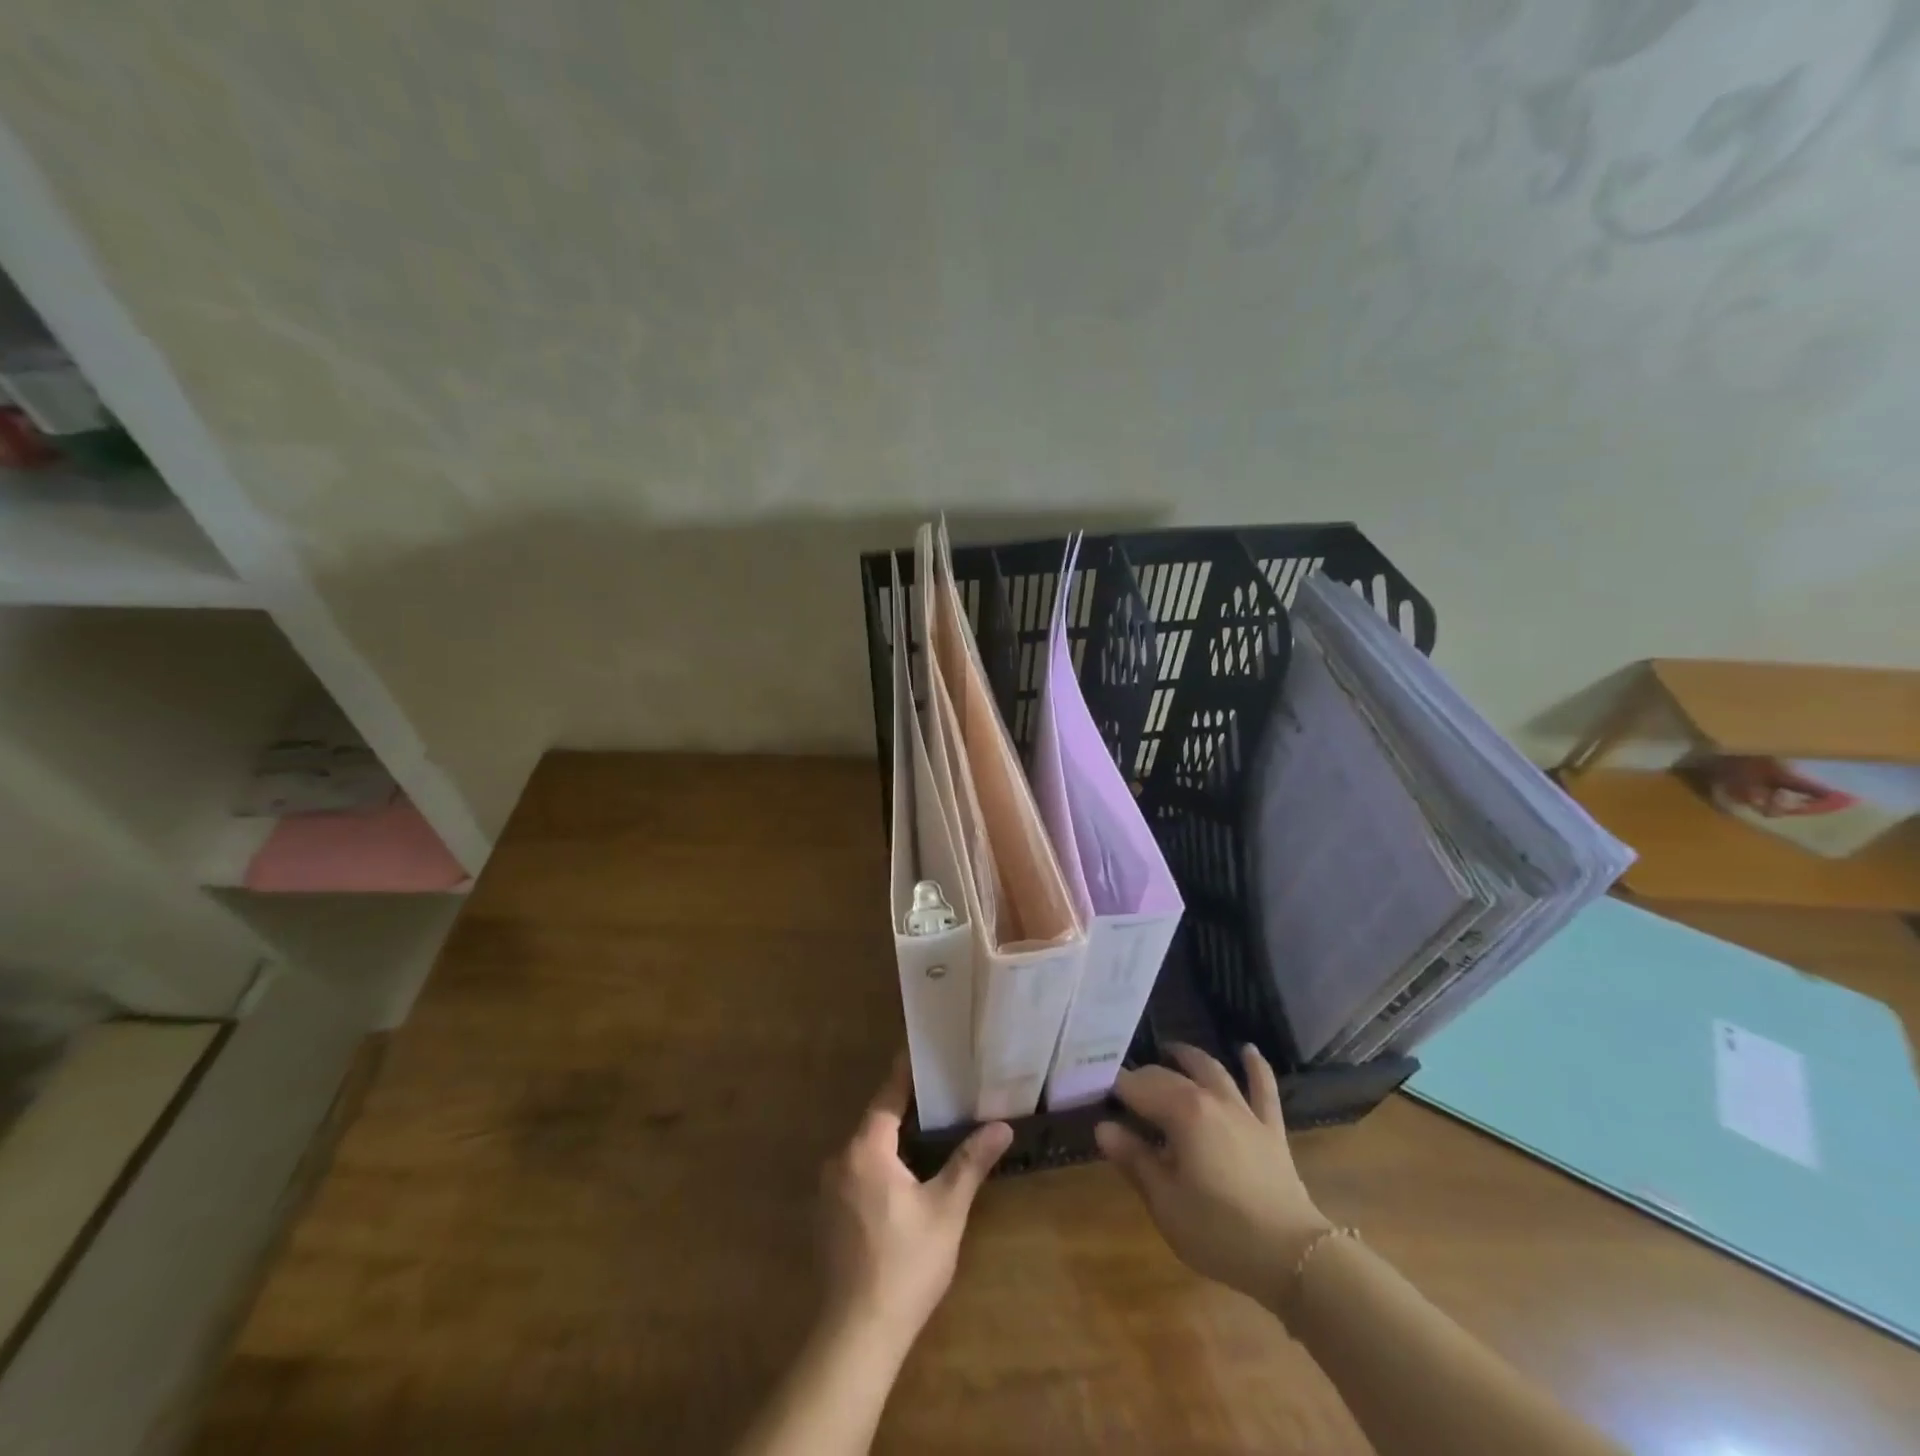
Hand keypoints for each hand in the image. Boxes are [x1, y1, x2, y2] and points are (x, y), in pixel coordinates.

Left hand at [817, 1053, 1012, 1342]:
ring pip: (865, 1150)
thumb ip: (970, 1161)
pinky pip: (856, 1173)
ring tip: (928, 1132)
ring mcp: (829, 1190)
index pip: (887, 1096)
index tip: (922, 1050)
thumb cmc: (906, 1263)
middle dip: (905, 1108)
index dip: (906, 1073)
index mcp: (865, 1149)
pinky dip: (879, 1166)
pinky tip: (904, 1180)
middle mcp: (840, 1160)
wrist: (858, 1335)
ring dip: (893, 1141)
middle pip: (875, 1121)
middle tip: (940, 1094)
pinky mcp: (827, 1216)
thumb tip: (1002, 1126)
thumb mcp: (946, 1209)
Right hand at [1096, 1043, 1330, 1308]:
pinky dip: (1255, 1066)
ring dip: (1190, 1057)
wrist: (1293, 1256)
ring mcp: (1244, 1110)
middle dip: (1144, 1076)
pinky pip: (1263, 1088)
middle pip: (1169, 1076)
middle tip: (1123, 1085)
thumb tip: (1103, 1126)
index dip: (1114, 1087)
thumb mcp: (1165, 1201)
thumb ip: (1134, 1159)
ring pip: (1212, 1070)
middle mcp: (1211, 1098)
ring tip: (1172, 1050)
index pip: (1137, 1086)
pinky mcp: (1270, 1128)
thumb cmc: (1219, 1231)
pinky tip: (1248, 1049)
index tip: (1094, 1091)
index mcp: (1181, 1112)